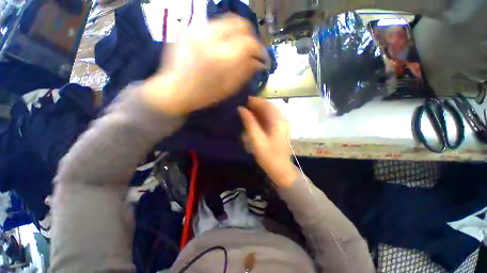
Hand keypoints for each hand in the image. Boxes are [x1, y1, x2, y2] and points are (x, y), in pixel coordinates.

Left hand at [142, 14, 267, 114]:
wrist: (174, 90)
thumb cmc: (204, 95)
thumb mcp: (228, 89)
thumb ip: (245, 73)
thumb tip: (258, 63)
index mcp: (221, 59)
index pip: (249, 43)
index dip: (260, 49)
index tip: (262, 57)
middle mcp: (210, 39)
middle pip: (239, 23)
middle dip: (250, 35)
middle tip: (251, 48)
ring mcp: (197, 31)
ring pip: (226, 20)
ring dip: (237, 32)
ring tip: (237, 46)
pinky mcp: (189, 30)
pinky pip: (212, 25)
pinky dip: (223, 33)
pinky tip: (222, 45)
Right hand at [238, 97, 296, 187]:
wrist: (281, 169)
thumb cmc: (269, 156)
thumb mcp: (257, 140)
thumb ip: (249, 123)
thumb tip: (241, 109)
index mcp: (278, 121)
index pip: (266, 104)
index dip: (254, 100)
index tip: (242, 99)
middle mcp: (282, 119)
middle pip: (268, 107)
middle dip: (255, 105)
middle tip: (241, 105)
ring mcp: (281, 124)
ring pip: (268, 112)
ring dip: (257, 110)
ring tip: (244, 111)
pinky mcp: (279, 129)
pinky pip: (269, 118)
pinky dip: (260, 117)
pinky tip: (252, 119)